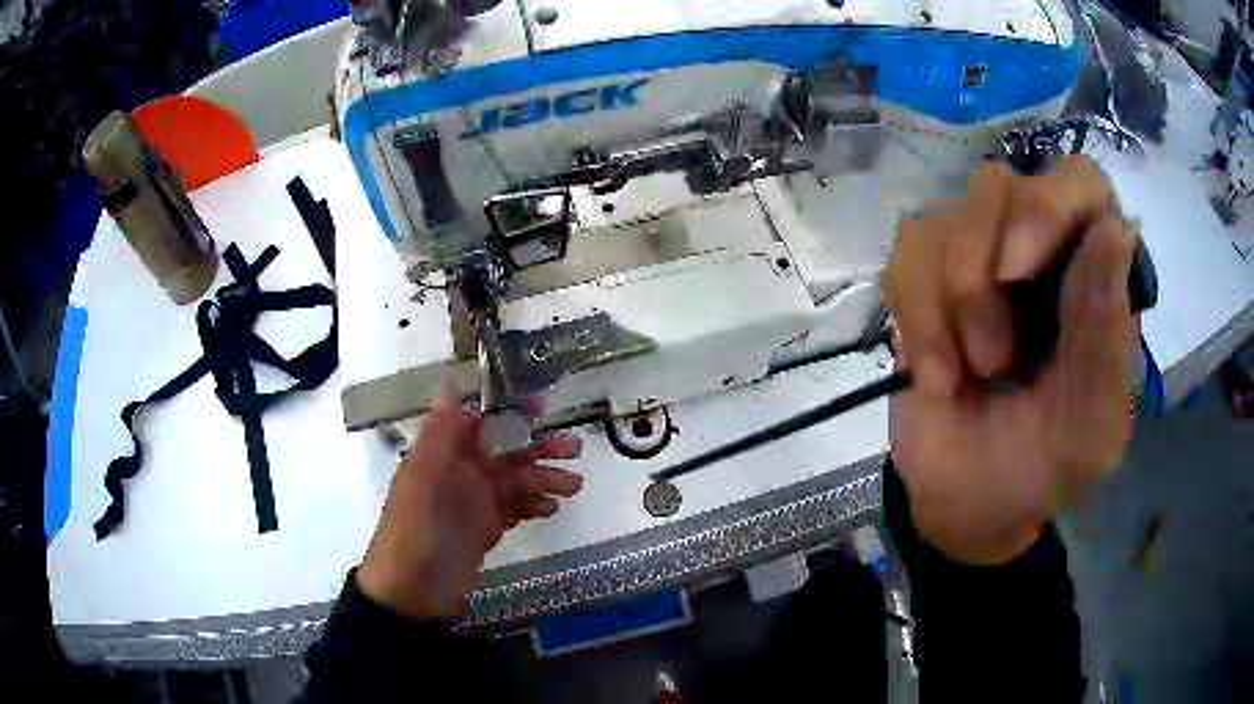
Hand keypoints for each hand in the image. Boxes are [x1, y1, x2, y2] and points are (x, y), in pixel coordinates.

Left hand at [357, 384, 583, 619]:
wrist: (412, 592)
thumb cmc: (413, 532)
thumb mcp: (420, 481)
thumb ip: (438, 434)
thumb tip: (450, 379)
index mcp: (442, 456)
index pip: (479, 423)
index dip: (509, 412)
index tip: (541, 405)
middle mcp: (461, 474)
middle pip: (506, 453)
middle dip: (538, 449)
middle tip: (574, 448)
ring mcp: (475, 504)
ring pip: (516, 483)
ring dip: (544, 480)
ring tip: (574, 486)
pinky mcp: (486, 530)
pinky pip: (514, 510)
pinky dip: (534, 506)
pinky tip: (552, 509)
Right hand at [886, 156, 1141, 565]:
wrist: (968, 503)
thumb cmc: (1044, 467)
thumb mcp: (1091, 428)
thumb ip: (1108, 343)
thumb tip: (1115, 231)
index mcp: (1093, 274)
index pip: (1079, 182)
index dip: (1049, 205)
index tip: (1021, 272)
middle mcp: (1038, 247)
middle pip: (997, 183)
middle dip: (983, 273)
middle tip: (994, 356)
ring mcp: (977, 257)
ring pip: (944, 219)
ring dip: (950, 308)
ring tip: (972, 374)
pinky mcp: (926, 279)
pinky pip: (905, 257)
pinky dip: (918, 321)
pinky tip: (937, 374)